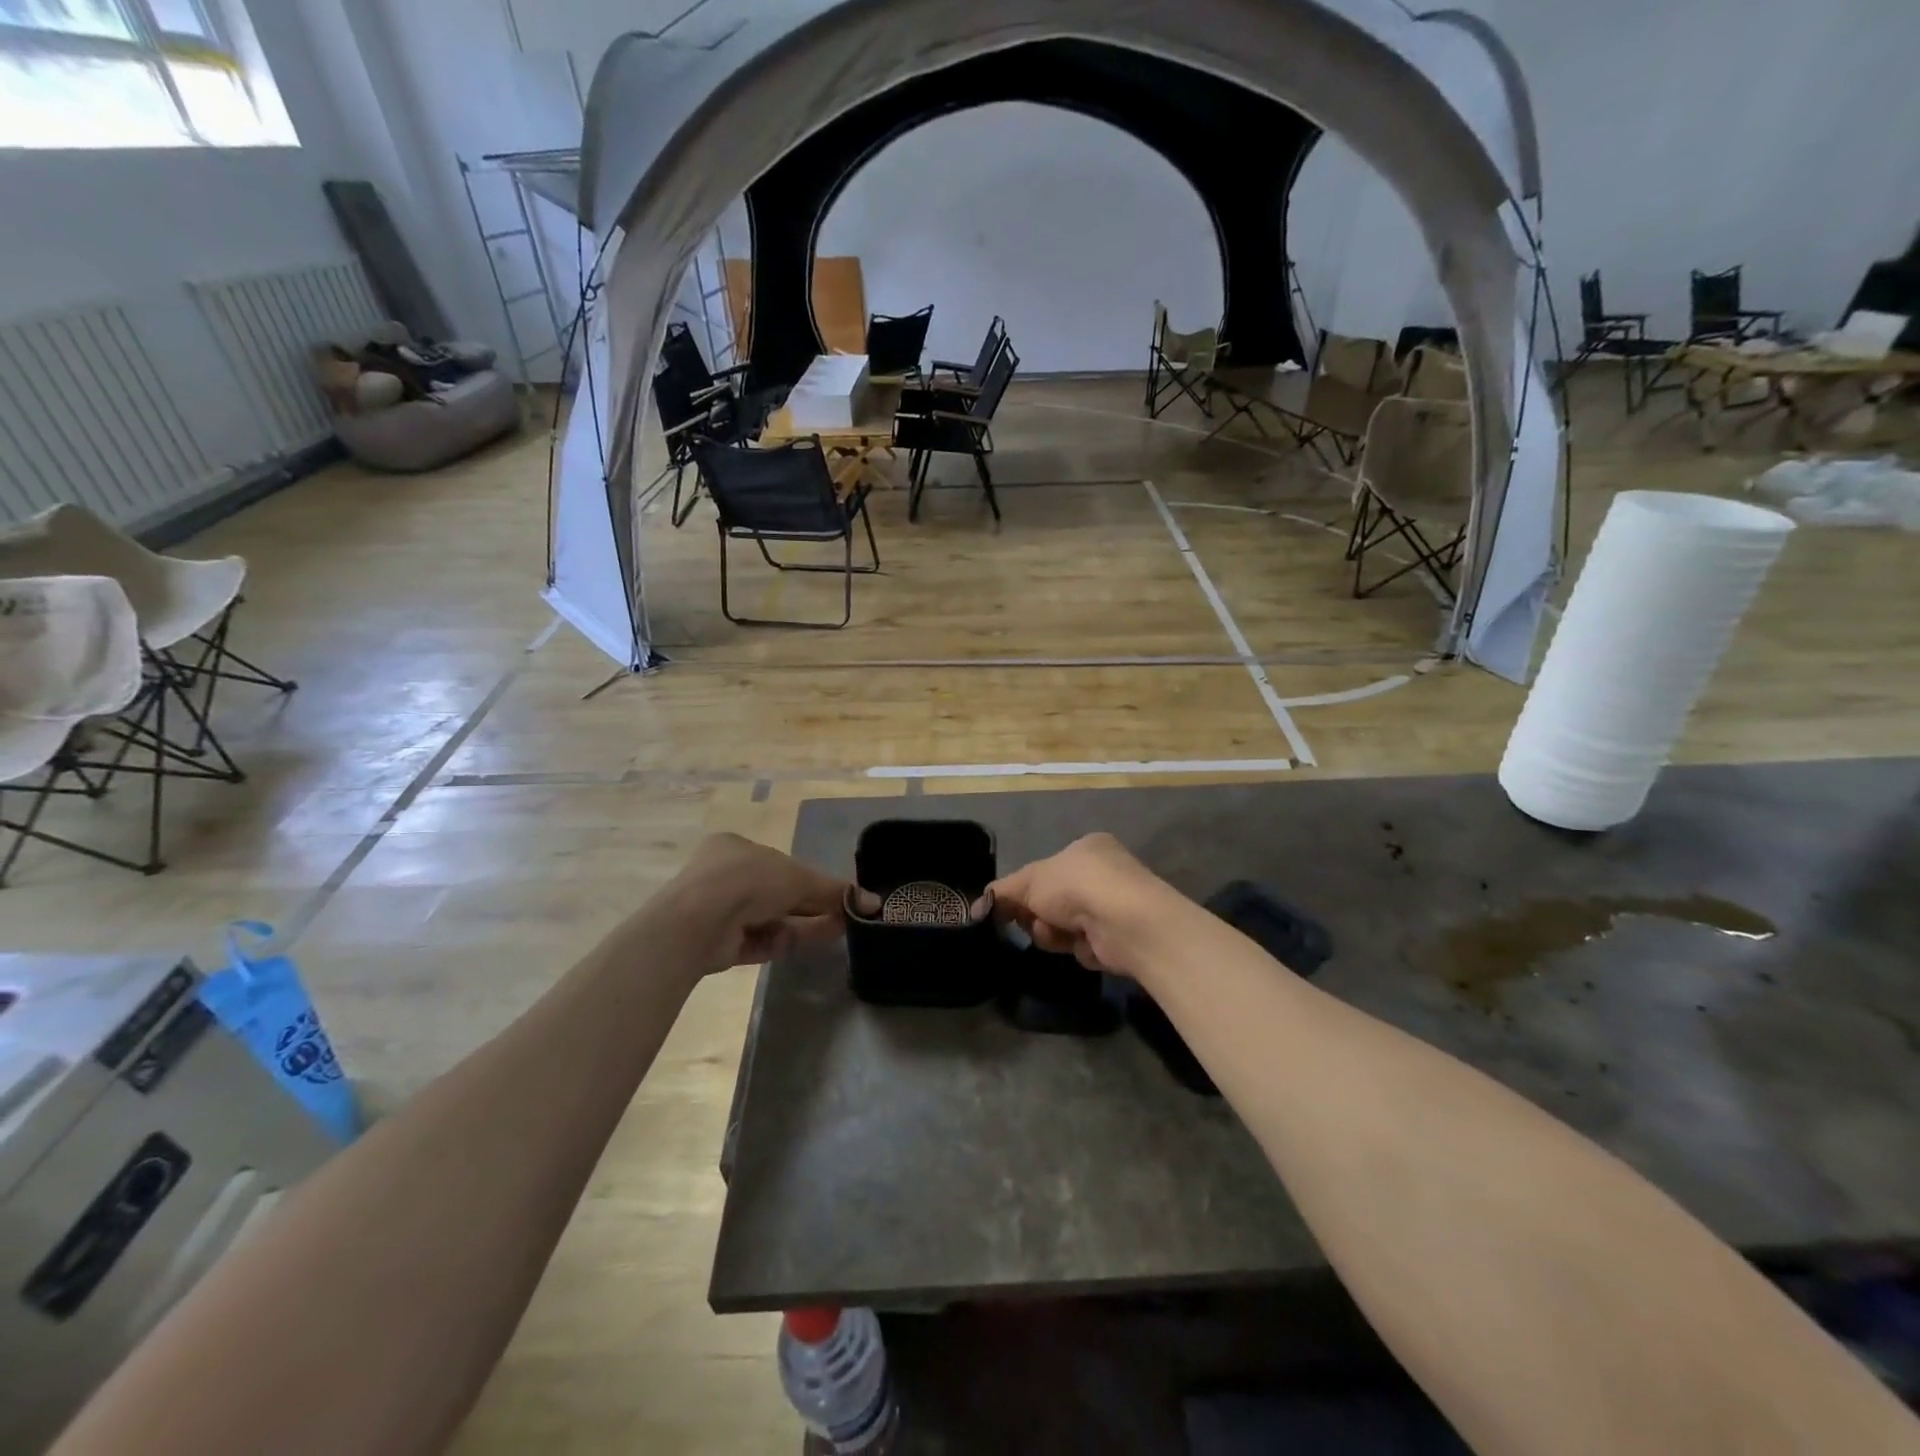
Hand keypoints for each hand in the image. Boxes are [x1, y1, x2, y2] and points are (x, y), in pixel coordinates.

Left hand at [655, 833, 849, 973]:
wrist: (698, 922)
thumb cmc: (747, 879)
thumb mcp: (799, 878)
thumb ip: (835, 890)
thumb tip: (873, 901)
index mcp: (736, 848)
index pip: (780, 863)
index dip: (810, 878)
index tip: (835, 892)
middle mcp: (724, 877)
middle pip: (778, 893)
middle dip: (812, 904)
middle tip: (845, 914)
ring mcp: (719, 912)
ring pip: (771, 918)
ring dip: (805, 923)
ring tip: (839, 928)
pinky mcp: (719, 944)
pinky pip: (760, 940)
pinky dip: (786, 940)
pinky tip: (815, 940)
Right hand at [987, 833, 1193, 977]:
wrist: (1124, 921)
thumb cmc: (1077, 885)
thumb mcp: (1030, 880)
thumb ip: (1004, 891)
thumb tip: (980, 904)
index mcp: (1086, 849)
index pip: (1046, 870)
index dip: (1025, 889)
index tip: (1007, 906)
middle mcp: (1102, 874)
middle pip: (1052, 901)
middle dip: (1038, 914)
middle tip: (1033, 920)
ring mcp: (1112, 907)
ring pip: (1064, 926)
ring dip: (1053, 933)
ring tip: (1058, 933)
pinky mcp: (1118, 938)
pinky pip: (1082, 945)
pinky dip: (1077, 947)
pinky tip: (1082, 944)